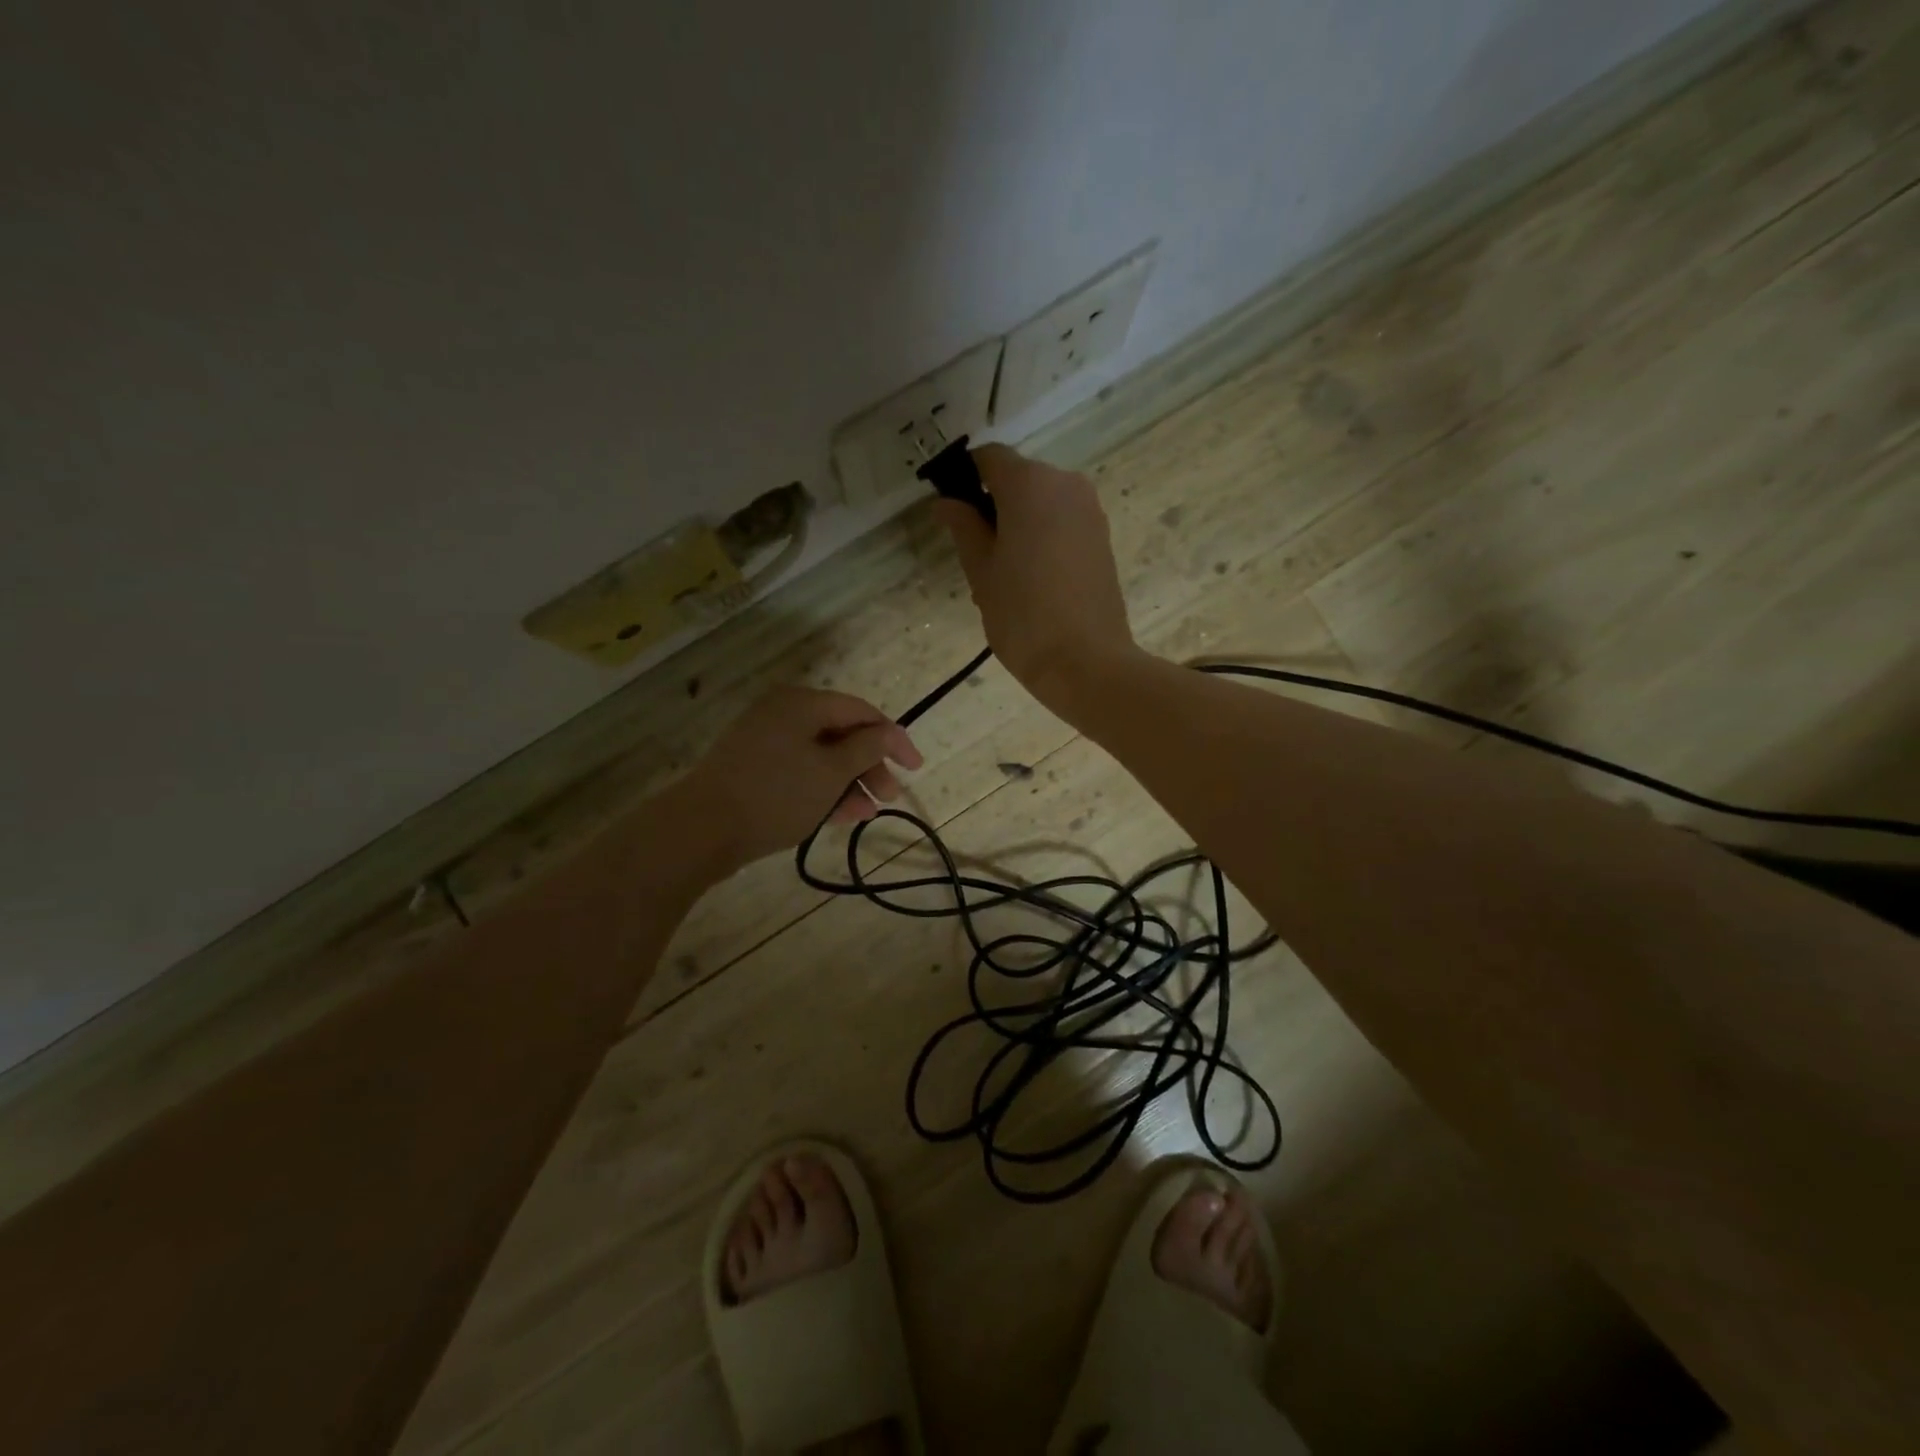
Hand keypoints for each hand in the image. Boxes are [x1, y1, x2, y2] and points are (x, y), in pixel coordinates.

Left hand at [675, 686, 922, 871]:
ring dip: (849, 782)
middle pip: (841, 733)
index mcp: (802, 703)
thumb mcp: (831, 772)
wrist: (701, 829)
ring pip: (821, 756)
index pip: (862, 711)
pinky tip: (841, 816)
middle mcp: (783, 713)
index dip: (893, 738)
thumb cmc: (775, 794)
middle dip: (870, 765)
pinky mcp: (753, 767)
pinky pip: (799, 770)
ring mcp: (764, 741)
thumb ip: (867, 749)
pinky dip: (822, 788)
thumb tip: (889, 732)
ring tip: (867, 814)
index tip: (914, 767)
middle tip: (890, 796)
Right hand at [932, 444, 1137, 713]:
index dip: (964, 478)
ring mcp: (1090, 510)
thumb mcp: (982, 571)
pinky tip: (1034, 581)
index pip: (989, 458)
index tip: (952, 514)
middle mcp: (1066, 483)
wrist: (1087, 662)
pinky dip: (1044, 537)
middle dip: (994, 506)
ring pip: (1042, 502)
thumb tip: (946, 501)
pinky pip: (1063, 522)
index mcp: (1030, 484)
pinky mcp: (1103, 538)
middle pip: (1019, 478)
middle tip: (977, 557)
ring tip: (1007, 576)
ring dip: (1020, 524)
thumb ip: (963, 528)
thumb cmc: (1023, 615)